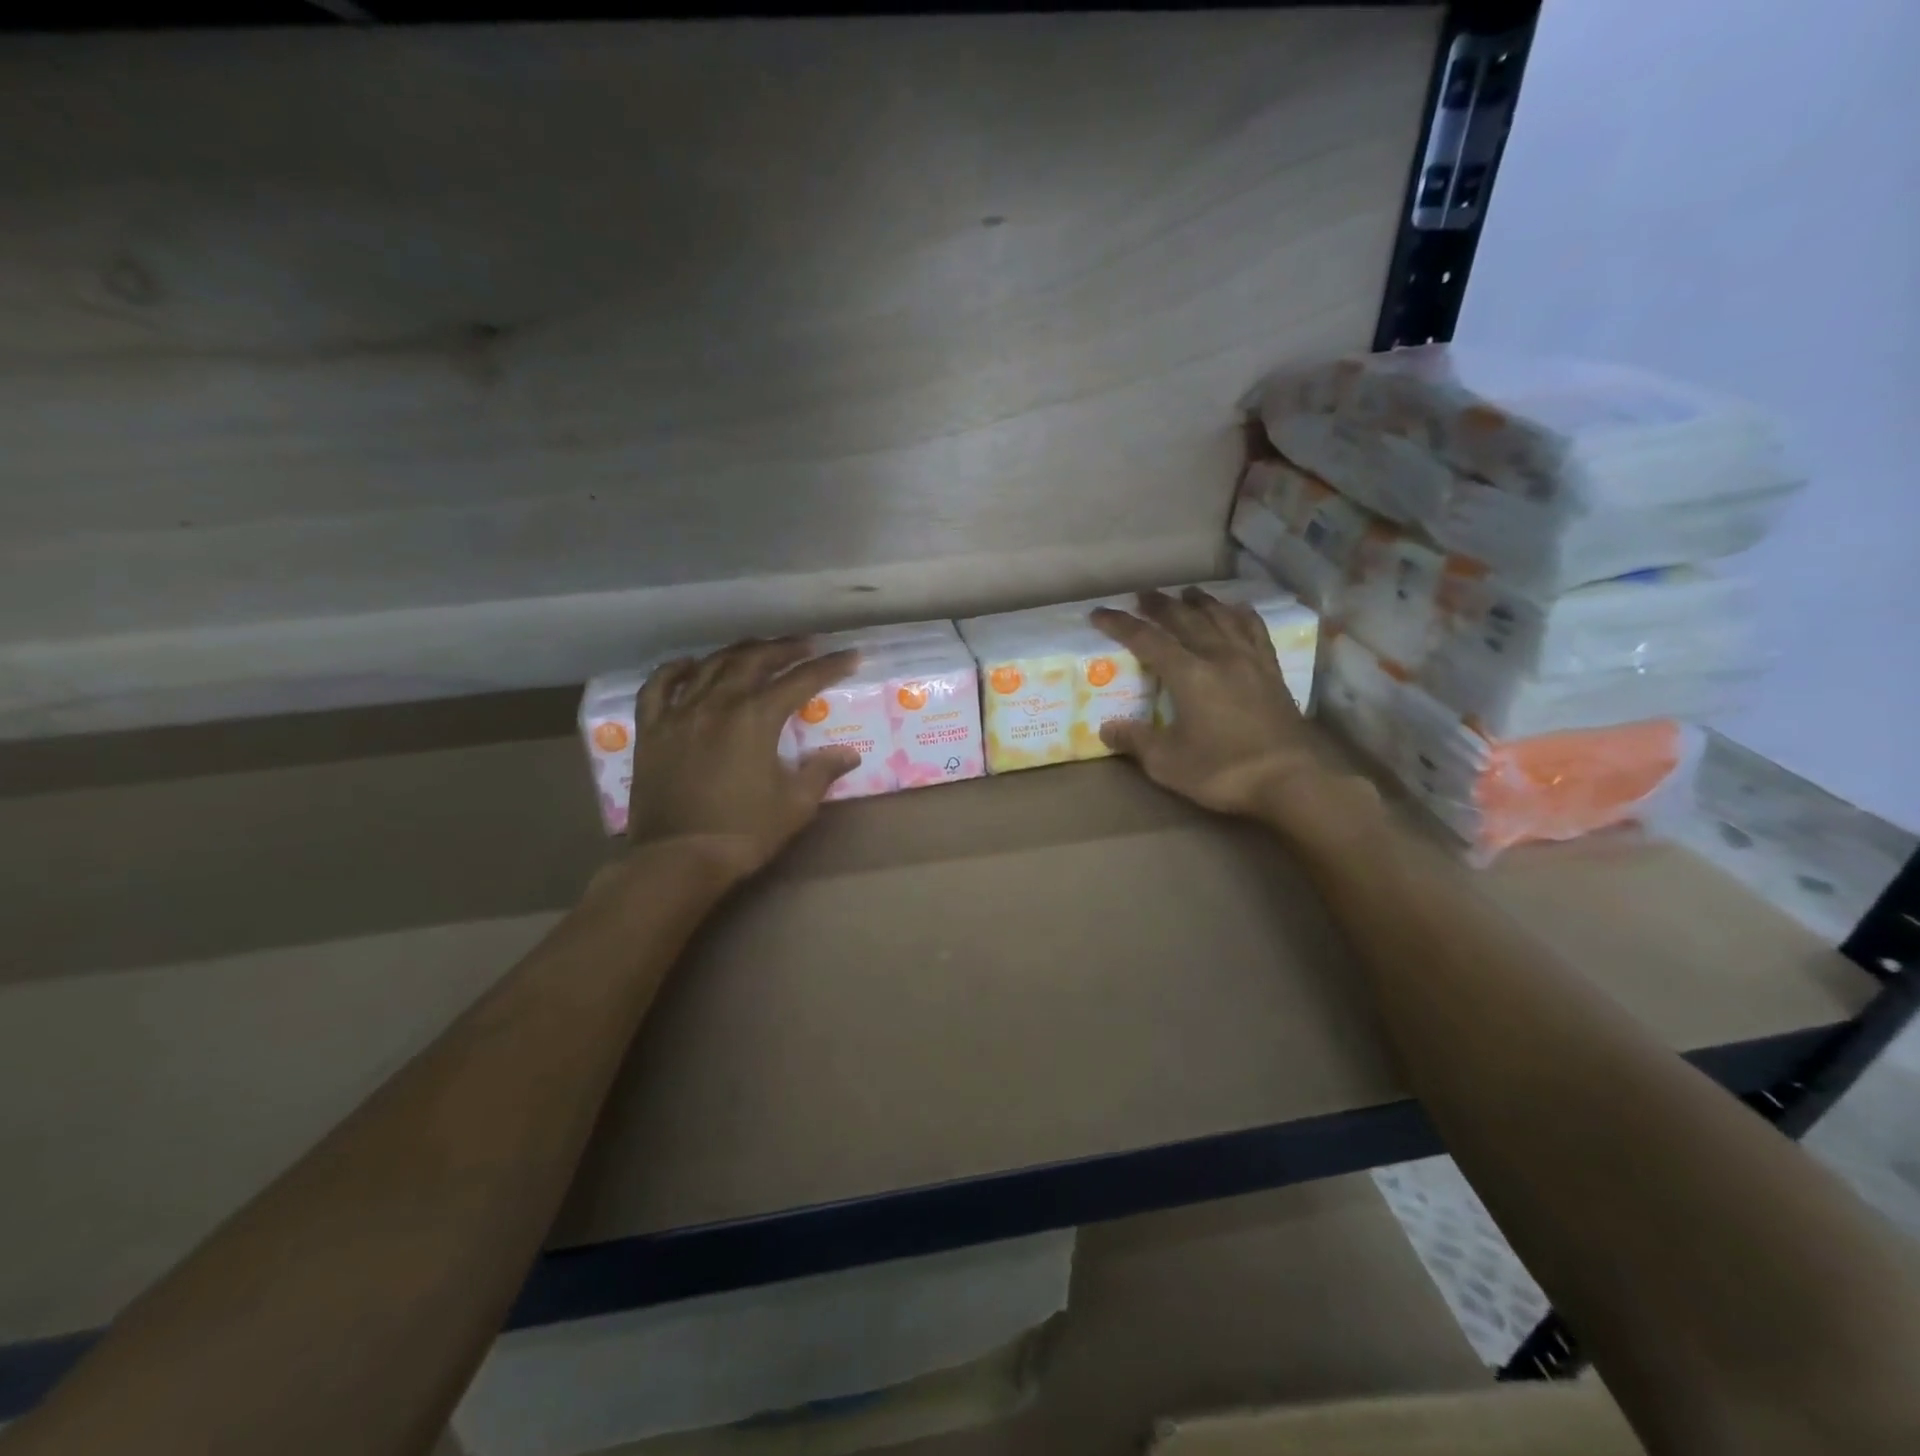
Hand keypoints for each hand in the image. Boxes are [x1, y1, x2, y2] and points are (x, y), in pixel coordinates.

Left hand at [622, 639, 862, 881]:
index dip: (829, 666)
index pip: (800, 681)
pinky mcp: (651, 729)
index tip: (850, 656)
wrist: (678, 859)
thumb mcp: (795, 805)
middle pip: (754, 660)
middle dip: (784, 649)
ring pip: (710, 665)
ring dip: (739, 652)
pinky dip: (675, 669)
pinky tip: (690, 665)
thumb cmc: (743, 833)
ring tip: (758, 650)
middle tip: (806, 646)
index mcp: (755, 718)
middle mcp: (717, 703)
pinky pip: (659, 686)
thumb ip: (821, 772)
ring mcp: (679, 713)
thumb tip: (849, 754)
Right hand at [1090, 588, 1380, 835]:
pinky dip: (1243, 615)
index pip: (1147, 640)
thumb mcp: (1167, 763)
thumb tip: (1107, 728)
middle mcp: (1218, 657)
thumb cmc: (1222, 772)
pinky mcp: (1272, 672)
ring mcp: (1250, 661)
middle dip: (1160, 605)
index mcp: (1188, 675)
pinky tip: (1238, 610)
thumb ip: (1136, 741)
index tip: (1099, 614)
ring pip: (1222, 618)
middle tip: (1143, 595)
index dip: (1120, 624)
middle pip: (1185, 619)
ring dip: (1201, 602)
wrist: (1289, 781)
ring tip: (1188, 593)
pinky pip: (1256, 632)